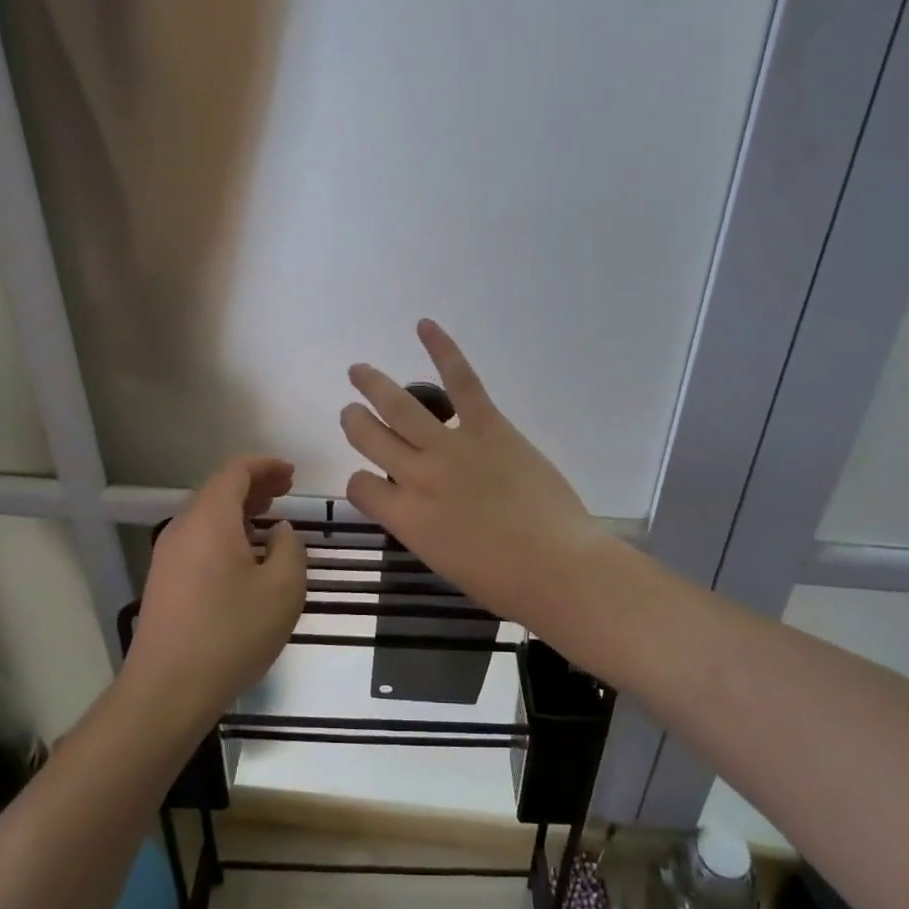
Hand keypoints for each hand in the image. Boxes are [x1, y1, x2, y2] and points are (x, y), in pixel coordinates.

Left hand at [123, 456, 306, 733]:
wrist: (168, 689)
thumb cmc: (232, 632)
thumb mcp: (283, 588)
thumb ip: (290, 548)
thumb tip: (279, 532)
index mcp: (210, 519)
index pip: (236, 473)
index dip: (266, 466)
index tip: (292, 473)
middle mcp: (183, 528)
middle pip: (218, 492)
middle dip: (254, 486)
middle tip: (286, 491)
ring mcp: (168, 557)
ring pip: (207, 517)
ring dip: (240, 512)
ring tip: (270, 519)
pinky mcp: (164, 582)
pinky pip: (198, 541)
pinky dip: (225, 534)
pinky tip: (246, 557)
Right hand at [340, 320, 609, 629]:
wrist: (556, 568)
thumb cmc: (503, 582)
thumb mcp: (444, 562)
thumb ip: (422, 527)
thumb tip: (421, 507)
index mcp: (404, 518)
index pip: (360, 486)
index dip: (362, 481)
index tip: (375, 481)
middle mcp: (416, 476)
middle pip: (368, 437)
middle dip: (355, 421)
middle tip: (352, 411)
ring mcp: (451, 447)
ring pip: (399, 406)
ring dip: (374, 384)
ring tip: (360, 371)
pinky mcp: (488, 427)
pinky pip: (461, 381)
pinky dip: (443, 350)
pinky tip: (425, 326)